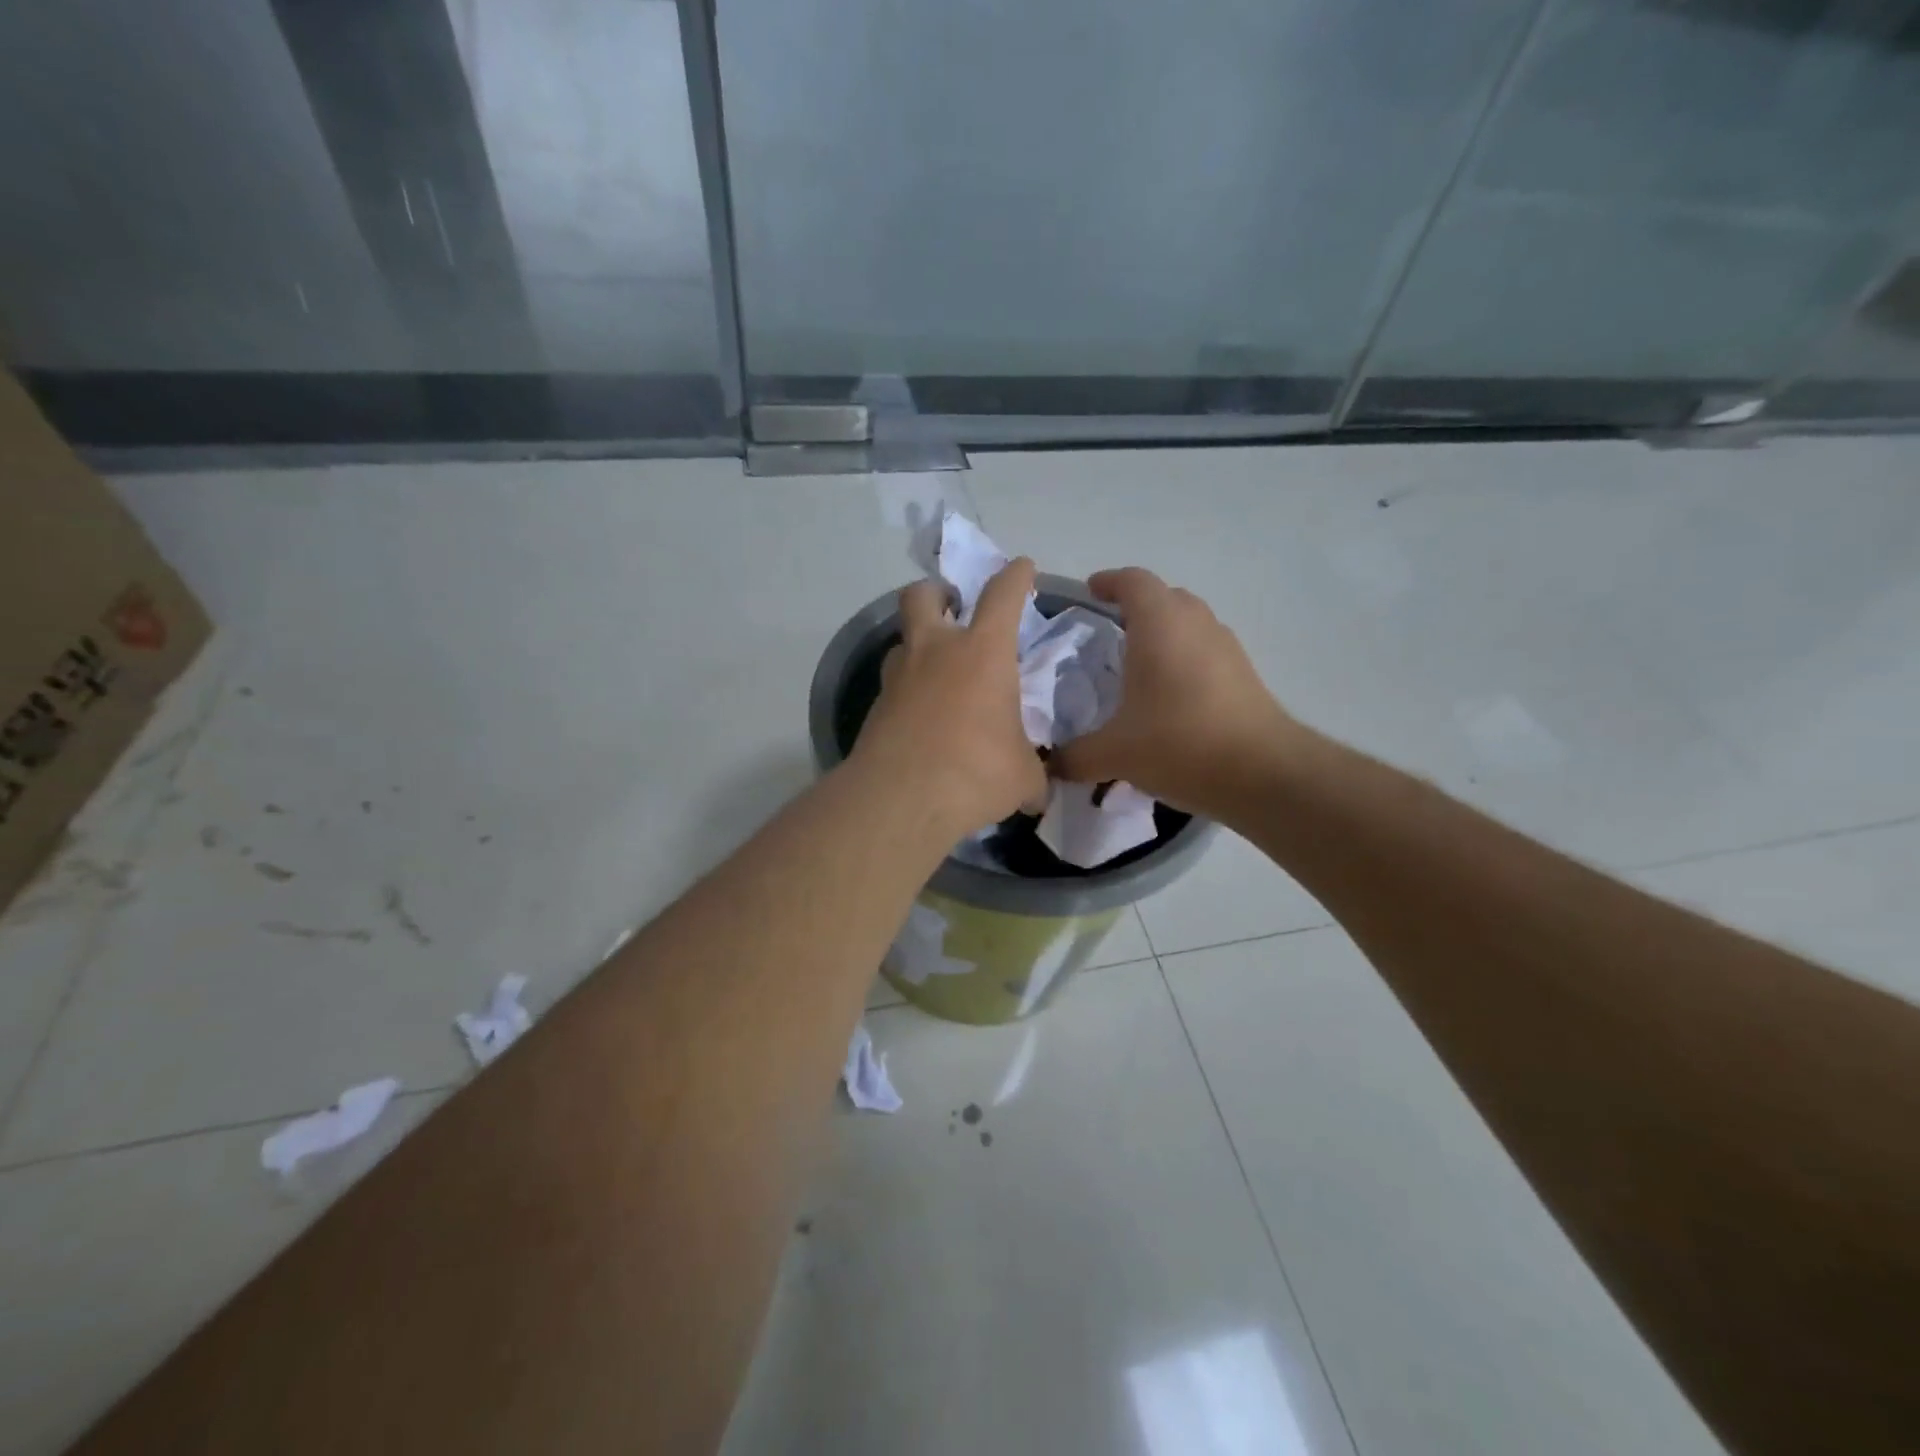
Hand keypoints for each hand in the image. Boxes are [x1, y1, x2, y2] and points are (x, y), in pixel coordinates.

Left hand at [852, 558, 1049, 835]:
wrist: (901, 800)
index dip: (1015, 576)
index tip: (1021, 568)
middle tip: (952, 607)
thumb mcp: (1022, 777)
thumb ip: (1033, 775)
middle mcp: (935, 652)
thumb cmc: (976, 772)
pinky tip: (921, 719)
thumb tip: (1039, 794)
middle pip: (923, 595)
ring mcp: (898, 677)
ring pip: (902, 641)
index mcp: (983, 652)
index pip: (1002, 594)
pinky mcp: (876, 708)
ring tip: (936, 674)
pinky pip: (893, 686)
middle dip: (938, 592)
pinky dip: (908, 692)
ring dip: (919, 647)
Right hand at [1051, 568, 1298, 816]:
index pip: (1133, 581)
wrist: (1262, 773)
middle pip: (1165, 597)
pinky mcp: (1244, 673)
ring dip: (1164, 631)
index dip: (1109, 581)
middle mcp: (1195, 624)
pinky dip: (1184, 657)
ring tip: (1138, 663)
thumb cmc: (1180, 744)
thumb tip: (1050, 766)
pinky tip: (1170, 695)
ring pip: (1189, 622)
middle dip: (1136, 606)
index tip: (1089, 592)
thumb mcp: (1114, 754)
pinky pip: (1205, 649)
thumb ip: (1075, 757)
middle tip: (1108, 631)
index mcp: (1159, 625)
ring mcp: (1226, 647)